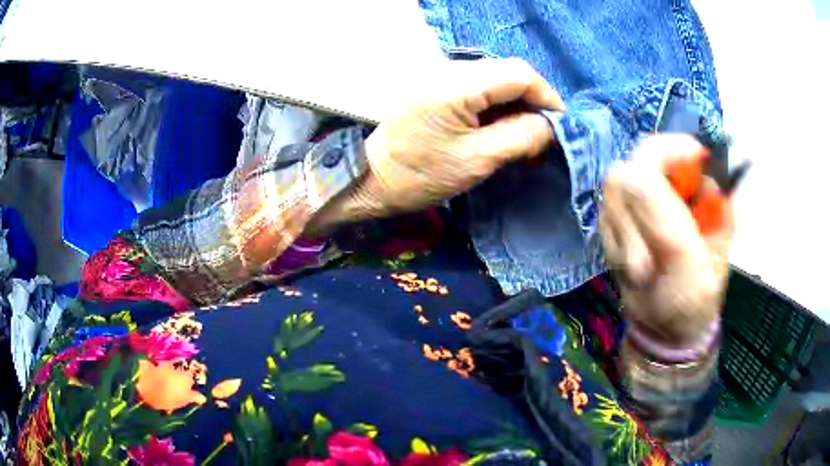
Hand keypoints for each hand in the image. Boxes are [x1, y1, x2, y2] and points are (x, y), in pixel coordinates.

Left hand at [338, 58, 564, 219]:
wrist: (370, 177)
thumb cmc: (419, 174)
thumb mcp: (477, 160)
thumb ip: (520, 137)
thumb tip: (550, 126)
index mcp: (458, 85)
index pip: (520, 74)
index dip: (547, 96)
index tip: (560, 125)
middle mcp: (449, 69)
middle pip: (509, 72)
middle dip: (534, 100)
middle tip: (545, 133)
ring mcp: (441, 76)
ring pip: (496, 79)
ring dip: (517, 104)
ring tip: (527, 136)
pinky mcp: (438, 87)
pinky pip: (479, 87)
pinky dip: (498, 106)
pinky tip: (503, 128)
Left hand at [599, 135, 733, 345]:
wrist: (665, 336)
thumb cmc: (700, 302)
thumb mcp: (722, 260)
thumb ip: (719, 213)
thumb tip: (706, 173)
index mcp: (669, 254)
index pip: (645, 183)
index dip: (668, 151)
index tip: (695, 152)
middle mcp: (631, 248)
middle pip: (623, 176)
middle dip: (657, 158)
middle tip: (684, 167)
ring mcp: (610, 247)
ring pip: (614, 183)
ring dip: (645, 171)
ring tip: (671, 188)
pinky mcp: (604, 244)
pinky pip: (612, 198)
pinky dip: (633, 187)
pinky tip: (653, 203)